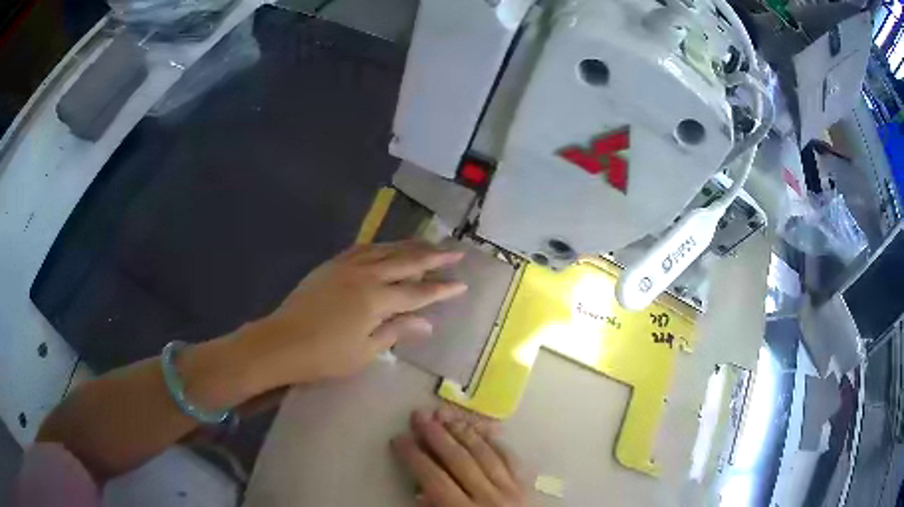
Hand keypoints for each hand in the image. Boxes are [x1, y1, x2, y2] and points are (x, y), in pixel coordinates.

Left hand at [234, 241, 466, 393]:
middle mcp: (366, 276)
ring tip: (429, 242)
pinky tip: (388, 246)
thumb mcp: (365, 351)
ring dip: (409, 245)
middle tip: (456, 250)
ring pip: (385, 250)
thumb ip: (396, 331)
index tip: (462, 283)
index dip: (442, 289)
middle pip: (406, 262)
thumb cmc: (325, 356)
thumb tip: (427, 324)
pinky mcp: (332, 265)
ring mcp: (347, 266)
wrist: (281, 342)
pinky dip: (381, 246)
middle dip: (433, 256)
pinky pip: (363, 249)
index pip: (418, 292)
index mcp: (376, 300)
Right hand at [392, 409, 526, 506]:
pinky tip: (486, 431)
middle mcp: (488, 497)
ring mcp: (511, 490)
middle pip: (459, 461)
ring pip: (485, 455)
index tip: (400, 439)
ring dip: (464, 433)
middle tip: (419, 416)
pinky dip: (497, 444)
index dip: (415, 457)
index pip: (434, 479)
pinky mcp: (526, 487)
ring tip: (447, 415)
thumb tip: (419, 494)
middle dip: (437, 436)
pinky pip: (511, 460)